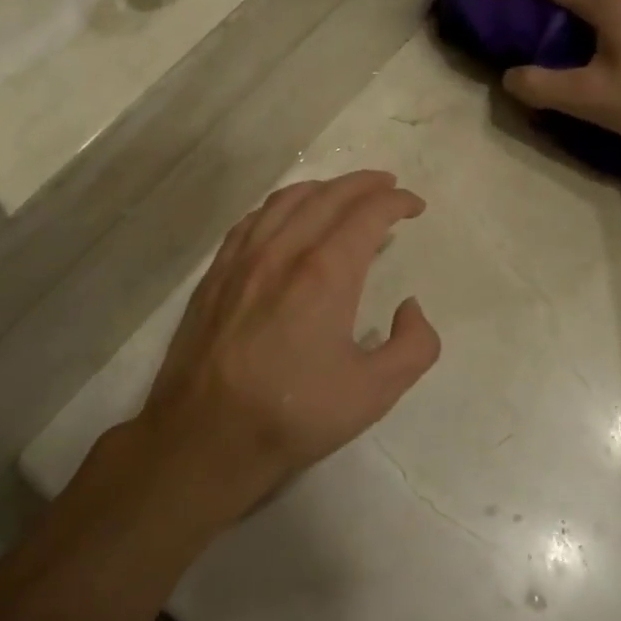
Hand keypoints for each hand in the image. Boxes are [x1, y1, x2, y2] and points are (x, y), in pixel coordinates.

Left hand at [105, 171, 439, 540]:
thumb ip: (414, 346)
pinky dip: (280, 207)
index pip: (367, 214)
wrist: (205, 436)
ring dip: (322, 189)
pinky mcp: (215, 274)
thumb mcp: (375, 392)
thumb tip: (410, 308)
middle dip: (364, 184)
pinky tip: (285, 219)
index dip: (396, 202)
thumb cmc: (294, 414)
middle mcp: (282, 251)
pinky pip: (252, 220)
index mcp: (325, 272)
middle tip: (387, 186)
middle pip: (328, 196)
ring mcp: (242, 259)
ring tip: (342, 194)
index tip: (414, 206)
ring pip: (286, 201)